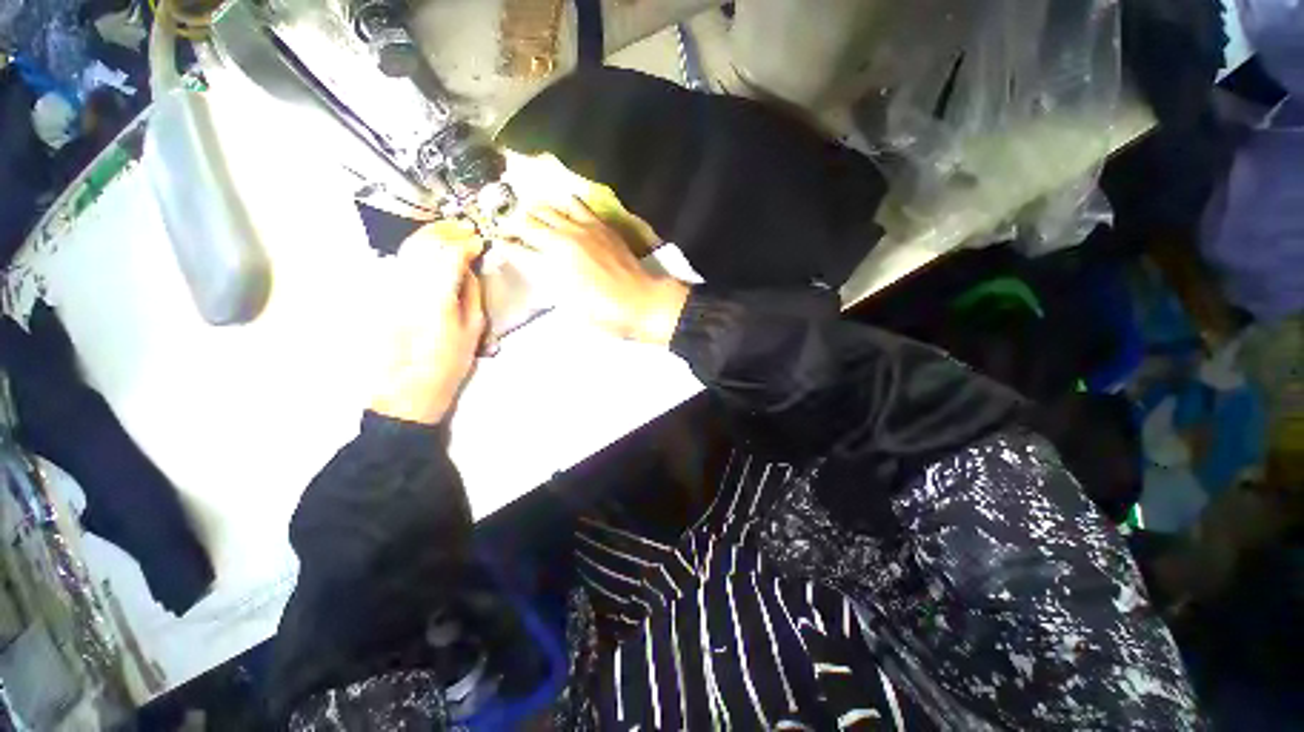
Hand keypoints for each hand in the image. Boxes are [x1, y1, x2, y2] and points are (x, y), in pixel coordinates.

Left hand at [370, 221, 485, 425]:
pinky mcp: (381, 294)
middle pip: (425, 244)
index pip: (450, 254)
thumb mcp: (472, 330)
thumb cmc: (447, 364)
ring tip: (448, 232)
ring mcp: (390, 287)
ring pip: (408, 248)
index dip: (466, 243)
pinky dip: (414, 249)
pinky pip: (398, 261)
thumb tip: (470, 269)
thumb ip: (472, 294)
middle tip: (465, 229)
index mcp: (436, 296)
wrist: (406, 388)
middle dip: (447, 232)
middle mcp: (408, 285)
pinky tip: (427, 249)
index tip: (479, 242)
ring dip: (429, 235)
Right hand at [502, 196, 688, 344]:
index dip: (504, 246)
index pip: (518, 249)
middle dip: (513, 224)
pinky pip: (578, 205)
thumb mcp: (570, 305)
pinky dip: (565, 203)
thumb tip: (536, 267)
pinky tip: (563, 206)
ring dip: (535, 210)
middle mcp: (563, 239)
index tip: (497, 244)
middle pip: (529, 222)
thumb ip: (549, 282)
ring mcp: (583, 228)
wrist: (641, 301)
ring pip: (550, 208)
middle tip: (507, 227)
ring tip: (530, 214)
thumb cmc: (605, 313)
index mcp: (552, 263)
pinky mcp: (600, 225)